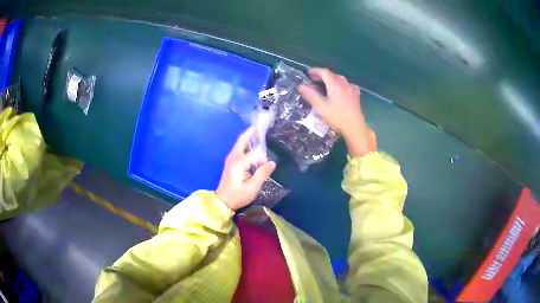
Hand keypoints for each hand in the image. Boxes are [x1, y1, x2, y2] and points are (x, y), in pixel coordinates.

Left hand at [216, 127, 275, 209]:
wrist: (222, 202)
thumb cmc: (237, 196)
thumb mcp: (252, 187)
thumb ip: (262, 174)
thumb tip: (272, 162)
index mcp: (238, 162)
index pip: (254, 153)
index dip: (262, 157)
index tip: (268, 163)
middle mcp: (233, 157)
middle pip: (242, 140)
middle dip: (251, 132)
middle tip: (261, 125)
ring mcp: (231, 159)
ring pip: (241, 144)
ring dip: (250, 138)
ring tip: (260, 134)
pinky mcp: (231, 163)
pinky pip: (240, 149)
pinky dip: (247, 145)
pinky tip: (255, 149)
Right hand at [298, 68, 375, 155]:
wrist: (354, 128)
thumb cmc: (337, 117)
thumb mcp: (321, 107)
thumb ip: (310, 95)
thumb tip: (300, 86)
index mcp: (335, 84)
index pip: (324, 72)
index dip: (315, 71)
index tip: (307, 73)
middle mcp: (344, 84)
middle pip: (332, 75)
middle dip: (322, 75)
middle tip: (313, 80)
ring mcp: (352, 90)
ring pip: (340, 79)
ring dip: (331, 79)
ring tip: (325, 85)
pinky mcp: (356, 96)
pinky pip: (348, 85)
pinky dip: (341, 85)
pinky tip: (340, 90)